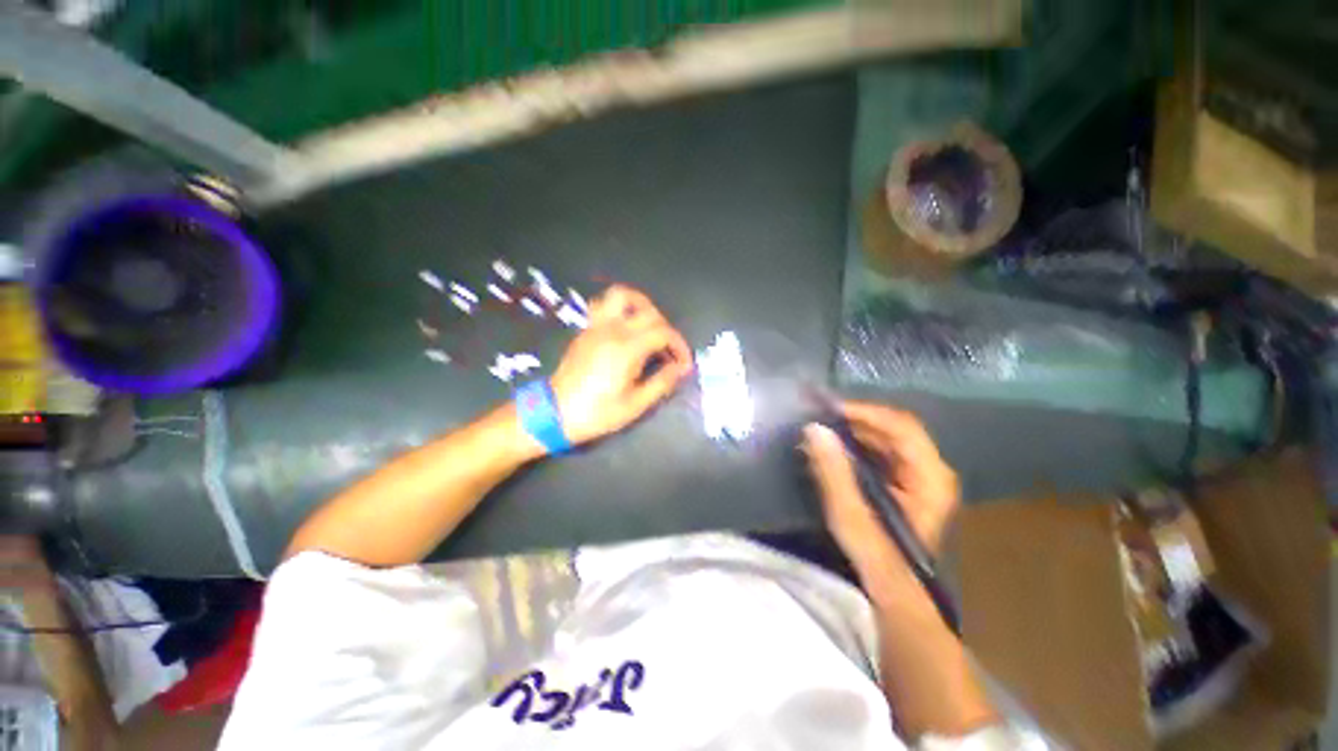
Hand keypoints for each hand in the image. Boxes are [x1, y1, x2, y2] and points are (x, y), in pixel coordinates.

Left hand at [549, 285, 692, 445]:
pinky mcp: (586, 330)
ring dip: (641, 305)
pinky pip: (604, 305)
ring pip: (621, 296)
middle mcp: (612, 330)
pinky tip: (627, 331)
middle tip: (669, 349)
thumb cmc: (598, 413)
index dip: (680, 346)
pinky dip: (621, 310)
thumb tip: (681, 368)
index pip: (663, 332)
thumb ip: (662, 382)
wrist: (555, 413)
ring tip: (649, 326)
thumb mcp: (635, 404)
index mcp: (627, 348)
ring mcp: (596, 326)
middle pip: (649, 311)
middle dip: (667, 327)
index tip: (685, 364)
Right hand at [801, 402, 958, 569]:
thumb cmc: (878, 560)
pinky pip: (878, 453)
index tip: (827, 409)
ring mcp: (917, 477)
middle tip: (816, 420)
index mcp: (930, 476)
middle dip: (853, 422)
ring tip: (819, 433)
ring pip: (883, 440)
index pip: (900, 425)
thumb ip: (833, 472)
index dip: (863, 412)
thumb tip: (814, 428)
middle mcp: (929, 470)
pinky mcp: (902, 484)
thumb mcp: (852, 516)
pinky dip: (853, 447)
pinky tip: (830, 451)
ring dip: (851, 433)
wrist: (895, 597)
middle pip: (892, 430)